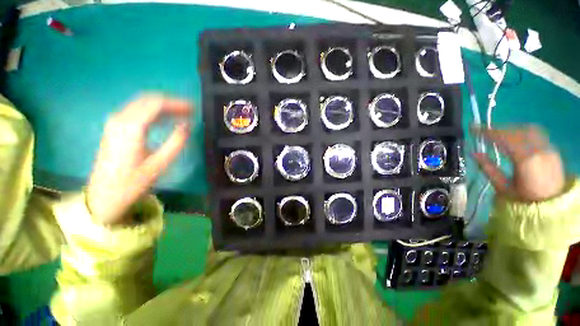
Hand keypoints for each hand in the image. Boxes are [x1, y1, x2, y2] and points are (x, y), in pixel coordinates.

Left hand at [87, 95, 191, 225]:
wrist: (104, 195)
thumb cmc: (133, 182)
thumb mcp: (159, 164)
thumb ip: (175, 142)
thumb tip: (187, 125)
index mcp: (131, 128)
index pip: (156, 104)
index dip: (177, 104)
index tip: (193, 108)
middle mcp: (120, 119)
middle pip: (148, 100)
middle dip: (171, 102)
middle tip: (190, 110)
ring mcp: (115, 122)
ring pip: (141, 103)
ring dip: (163, 106)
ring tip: (181, 113)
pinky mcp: (114, 128)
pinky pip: (136, 111)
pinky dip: (153, 111)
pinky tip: (164, 119)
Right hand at [472, 126, 564, 201]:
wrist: (551, 205)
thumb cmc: (523, 199)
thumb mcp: (502, 187)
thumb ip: (488, 168)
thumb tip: (474, 153)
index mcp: (525, 160)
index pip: (504, 139)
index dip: (488, 132)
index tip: (473, 128)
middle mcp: (539, 150)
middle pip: (516, 131)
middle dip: (498, 129)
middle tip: (484, 132)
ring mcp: (548, 148)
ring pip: (527, 129)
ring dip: (510, 129)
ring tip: (498, 134)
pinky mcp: (552, 149)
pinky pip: (536, 133)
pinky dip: (522, 131)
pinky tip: (515, 136)